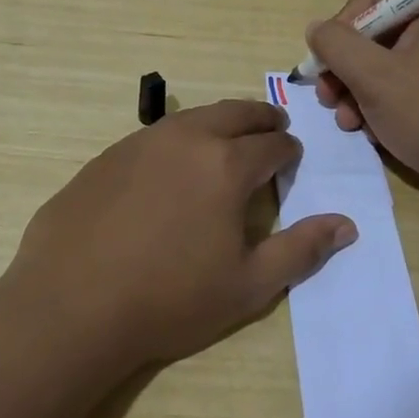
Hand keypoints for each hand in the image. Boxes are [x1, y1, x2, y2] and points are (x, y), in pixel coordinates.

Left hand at [6, 99, 357, 366]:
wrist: (72, 304)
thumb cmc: (169, 299)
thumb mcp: (248, 285)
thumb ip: (301, 250)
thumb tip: (346, 225)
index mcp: (226, 164)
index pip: (272, 144)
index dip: (289, 150)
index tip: (292, 158)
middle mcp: (186, 138)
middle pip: (234, 113)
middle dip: (260, 117)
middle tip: (272, 125)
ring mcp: (140, 143)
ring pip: (192, 118)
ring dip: (218, 122)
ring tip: (226, 138)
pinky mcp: (106, 156)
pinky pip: (154, 136)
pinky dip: (177, 139)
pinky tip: (170, 166)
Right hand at [307, 0, 418, 212]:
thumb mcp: (375, 78)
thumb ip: (337, 46)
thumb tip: (316, 29)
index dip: (343, 21)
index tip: (327, 59)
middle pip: (379, 30)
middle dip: (346, 65)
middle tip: (328, 98)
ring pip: (389, 62)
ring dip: (359, 90)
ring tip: (347, 122)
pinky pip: (408, 84)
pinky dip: (384, 104)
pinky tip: (372, 132)